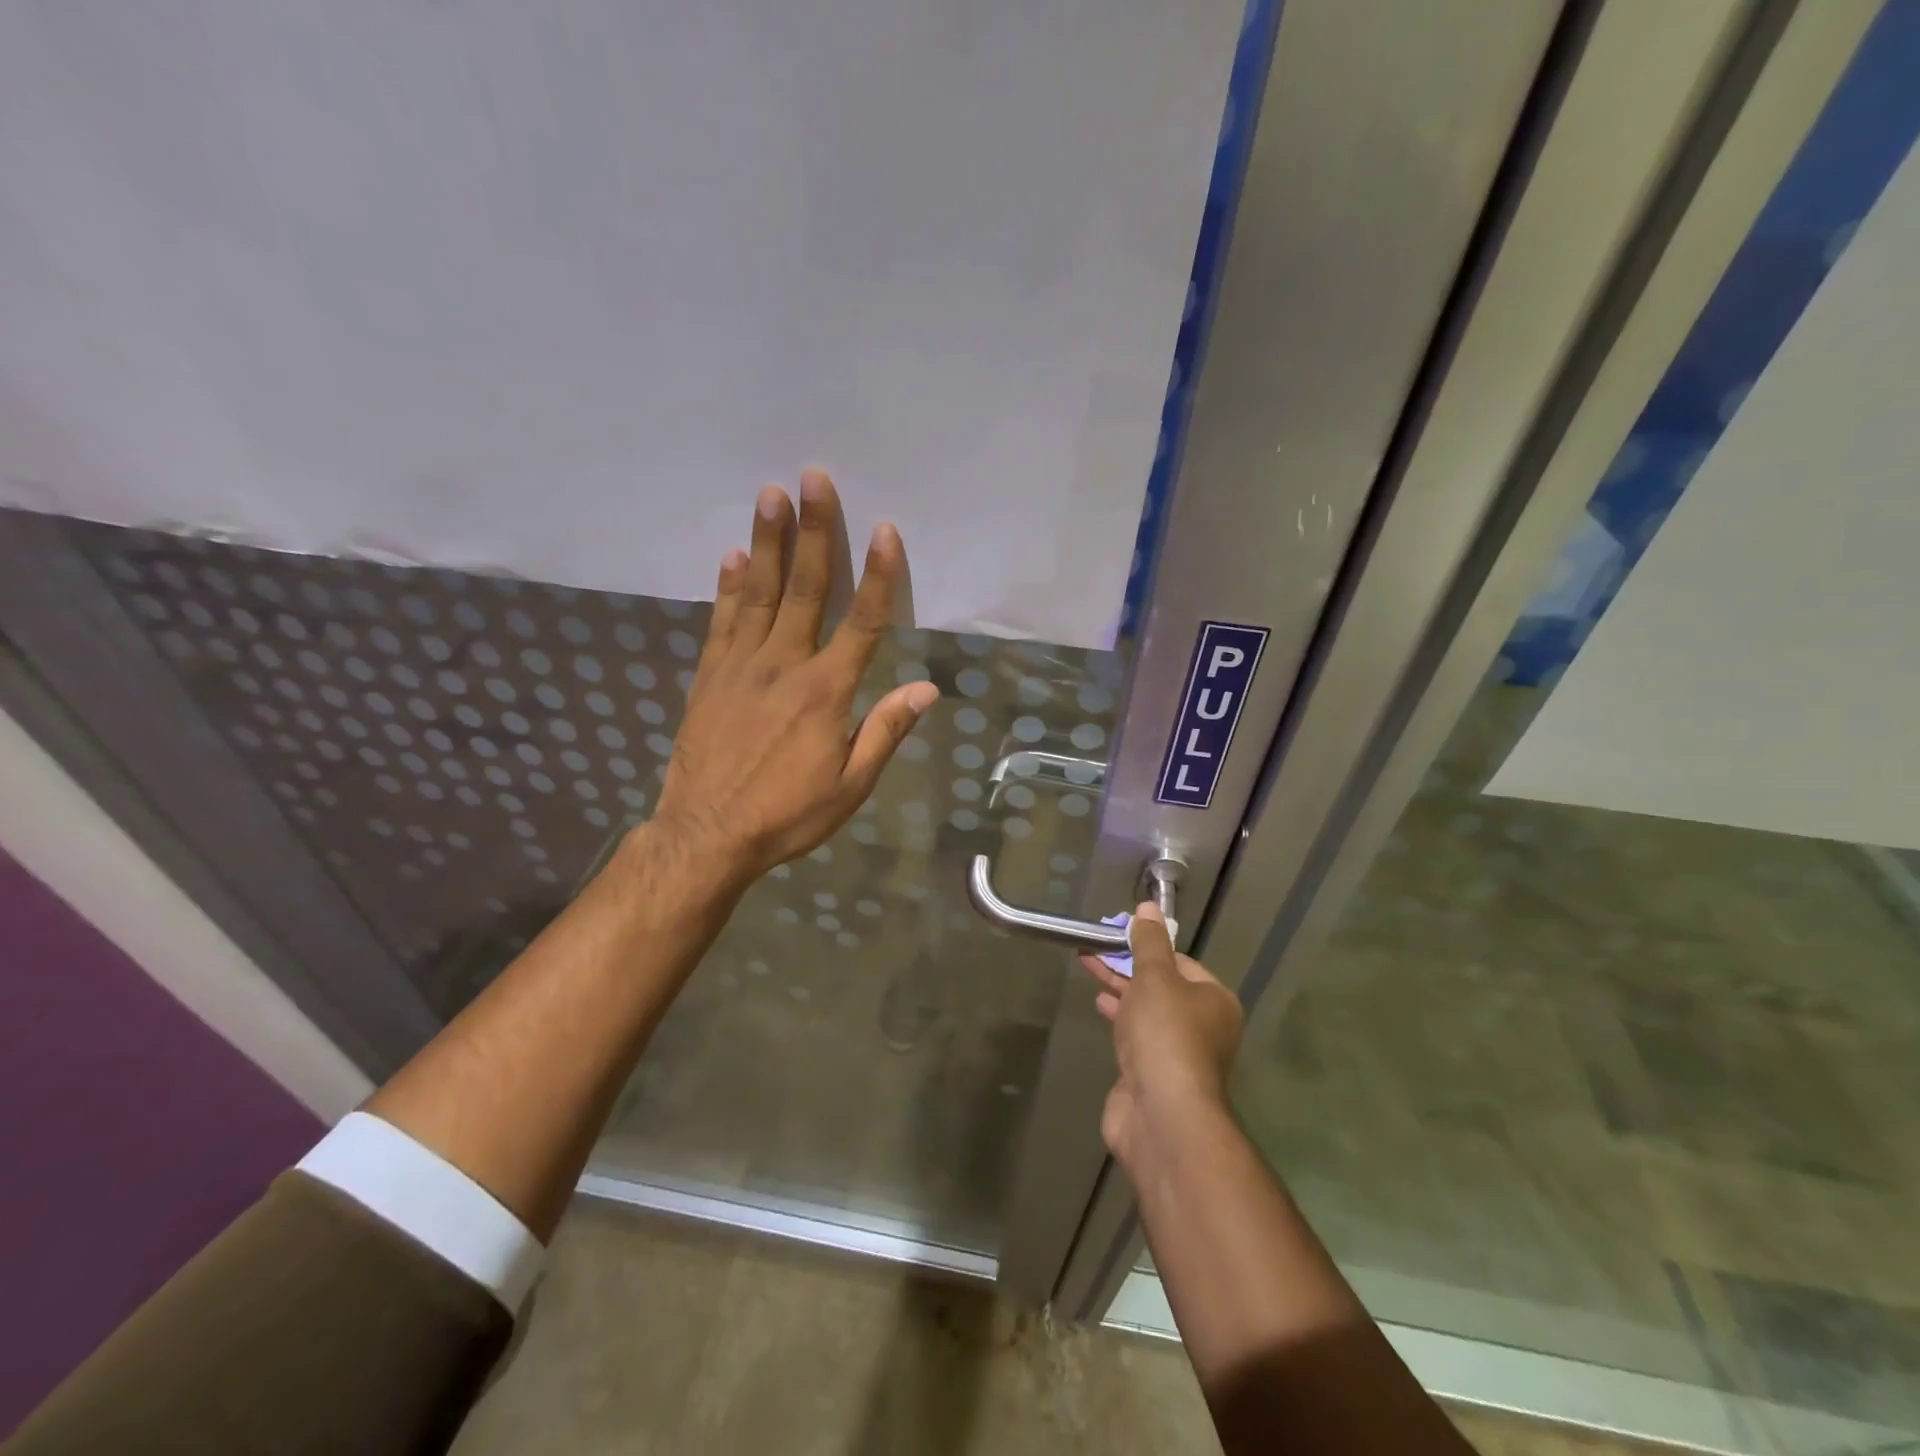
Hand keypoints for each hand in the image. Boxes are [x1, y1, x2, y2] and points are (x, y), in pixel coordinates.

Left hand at [651, 470, 938, 884]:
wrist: (707, 834)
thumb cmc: (787, 815)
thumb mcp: (850, 786)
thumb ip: (886, 732)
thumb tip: (928, 689)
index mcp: (826, 692)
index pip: (861, 623)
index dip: (878, 576)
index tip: (885, 530)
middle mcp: (784, 665)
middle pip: (805, 588)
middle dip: (814, 531)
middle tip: (813, 477)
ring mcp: (741, 666)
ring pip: (758, 593)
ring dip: (767, 541)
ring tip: (771, 494)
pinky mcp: (709, 676)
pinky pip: (721, 621)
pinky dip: (727, 586)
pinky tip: (731, 555)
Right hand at [1080, 903, 1243, 1169]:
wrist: (1162, 1114)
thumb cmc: (1165, 1035)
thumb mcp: (1155, 977)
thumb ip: (1149, 943)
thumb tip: (1149, 907)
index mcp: (1214, 1000)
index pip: (1180, 962)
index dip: (1148, 946)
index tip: (1116, 933)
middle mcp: (1202, 1026)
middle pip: (1161, 986)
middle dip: (1127, 965)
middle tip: (1093, 946)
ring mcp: (1177, 1054)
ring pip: (1146, 1010)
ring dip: (1119, 988)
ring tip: (1089, 966)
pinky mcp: (1154, 1075)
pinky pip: (1135, 1035)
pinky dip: (1118, 1017)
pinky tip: (1100, 1004)